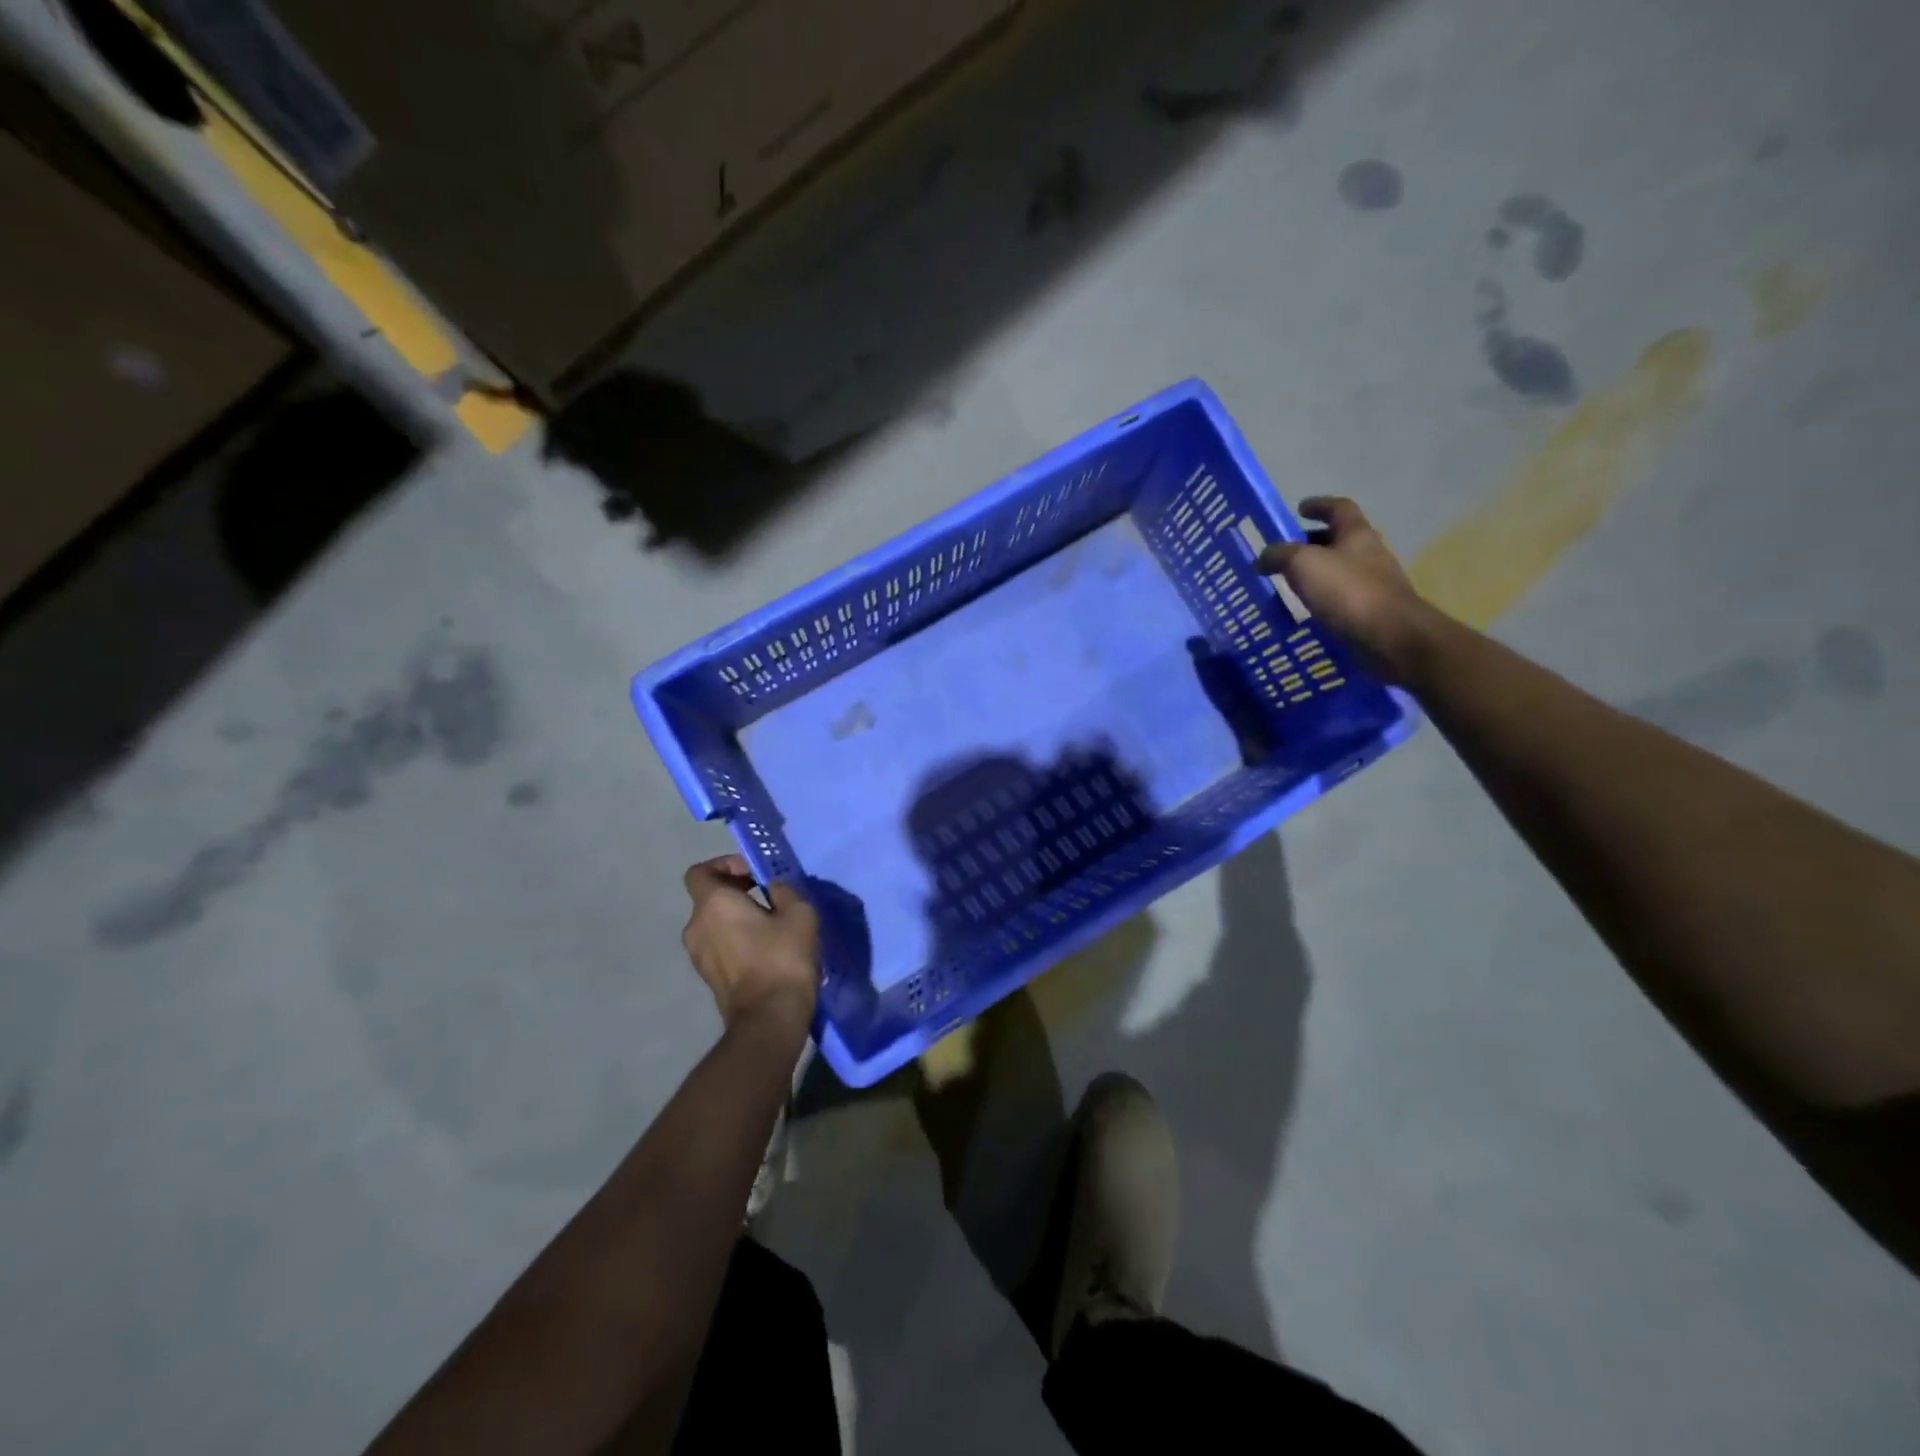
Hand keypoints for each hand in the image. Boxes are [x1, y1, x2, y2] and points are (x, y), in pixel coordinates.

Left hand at [681, 856, 819, 1030]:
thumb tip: (774, 886)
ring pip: (715, 923)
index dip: (725, 865)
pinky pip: (719, 946)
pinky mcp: (708, 978)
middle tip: (771, 898)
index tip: (754, 873)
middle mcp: (696, 926)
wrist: (769, 1020)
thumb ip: (785, 890)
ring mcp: (698, 955)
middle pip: (709, 897)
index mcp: (712, 904)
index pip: (700, 872)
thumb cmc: (782, 959)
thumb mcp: (799, 914)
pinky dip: (736, 940)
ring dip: (738, 918)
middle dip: (737, 891)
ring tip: (771, 926)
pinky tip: (766, 950)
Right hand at [1257, 497, 1438, 683]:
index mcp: (1356, 533)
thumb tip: (1262, 557)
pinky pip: (1341, 597)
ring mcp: (1373, 583)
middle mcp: (1368, 553)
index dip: (1319, 505)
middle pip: (1339, 539)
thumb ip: (1279, 555)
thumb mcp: (1303, 565)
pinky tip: (1305, 609)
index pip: (1339, 508)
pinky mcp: (1370, 610)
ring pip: (1339, 569)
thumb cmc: (1347, 591)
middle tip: (1285, 551)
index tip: (1299, 509)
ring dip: (1316, 572)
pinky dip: (1322, 598)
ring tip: (1289, 583)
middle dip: (1312, 542)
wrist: (1390, 637)